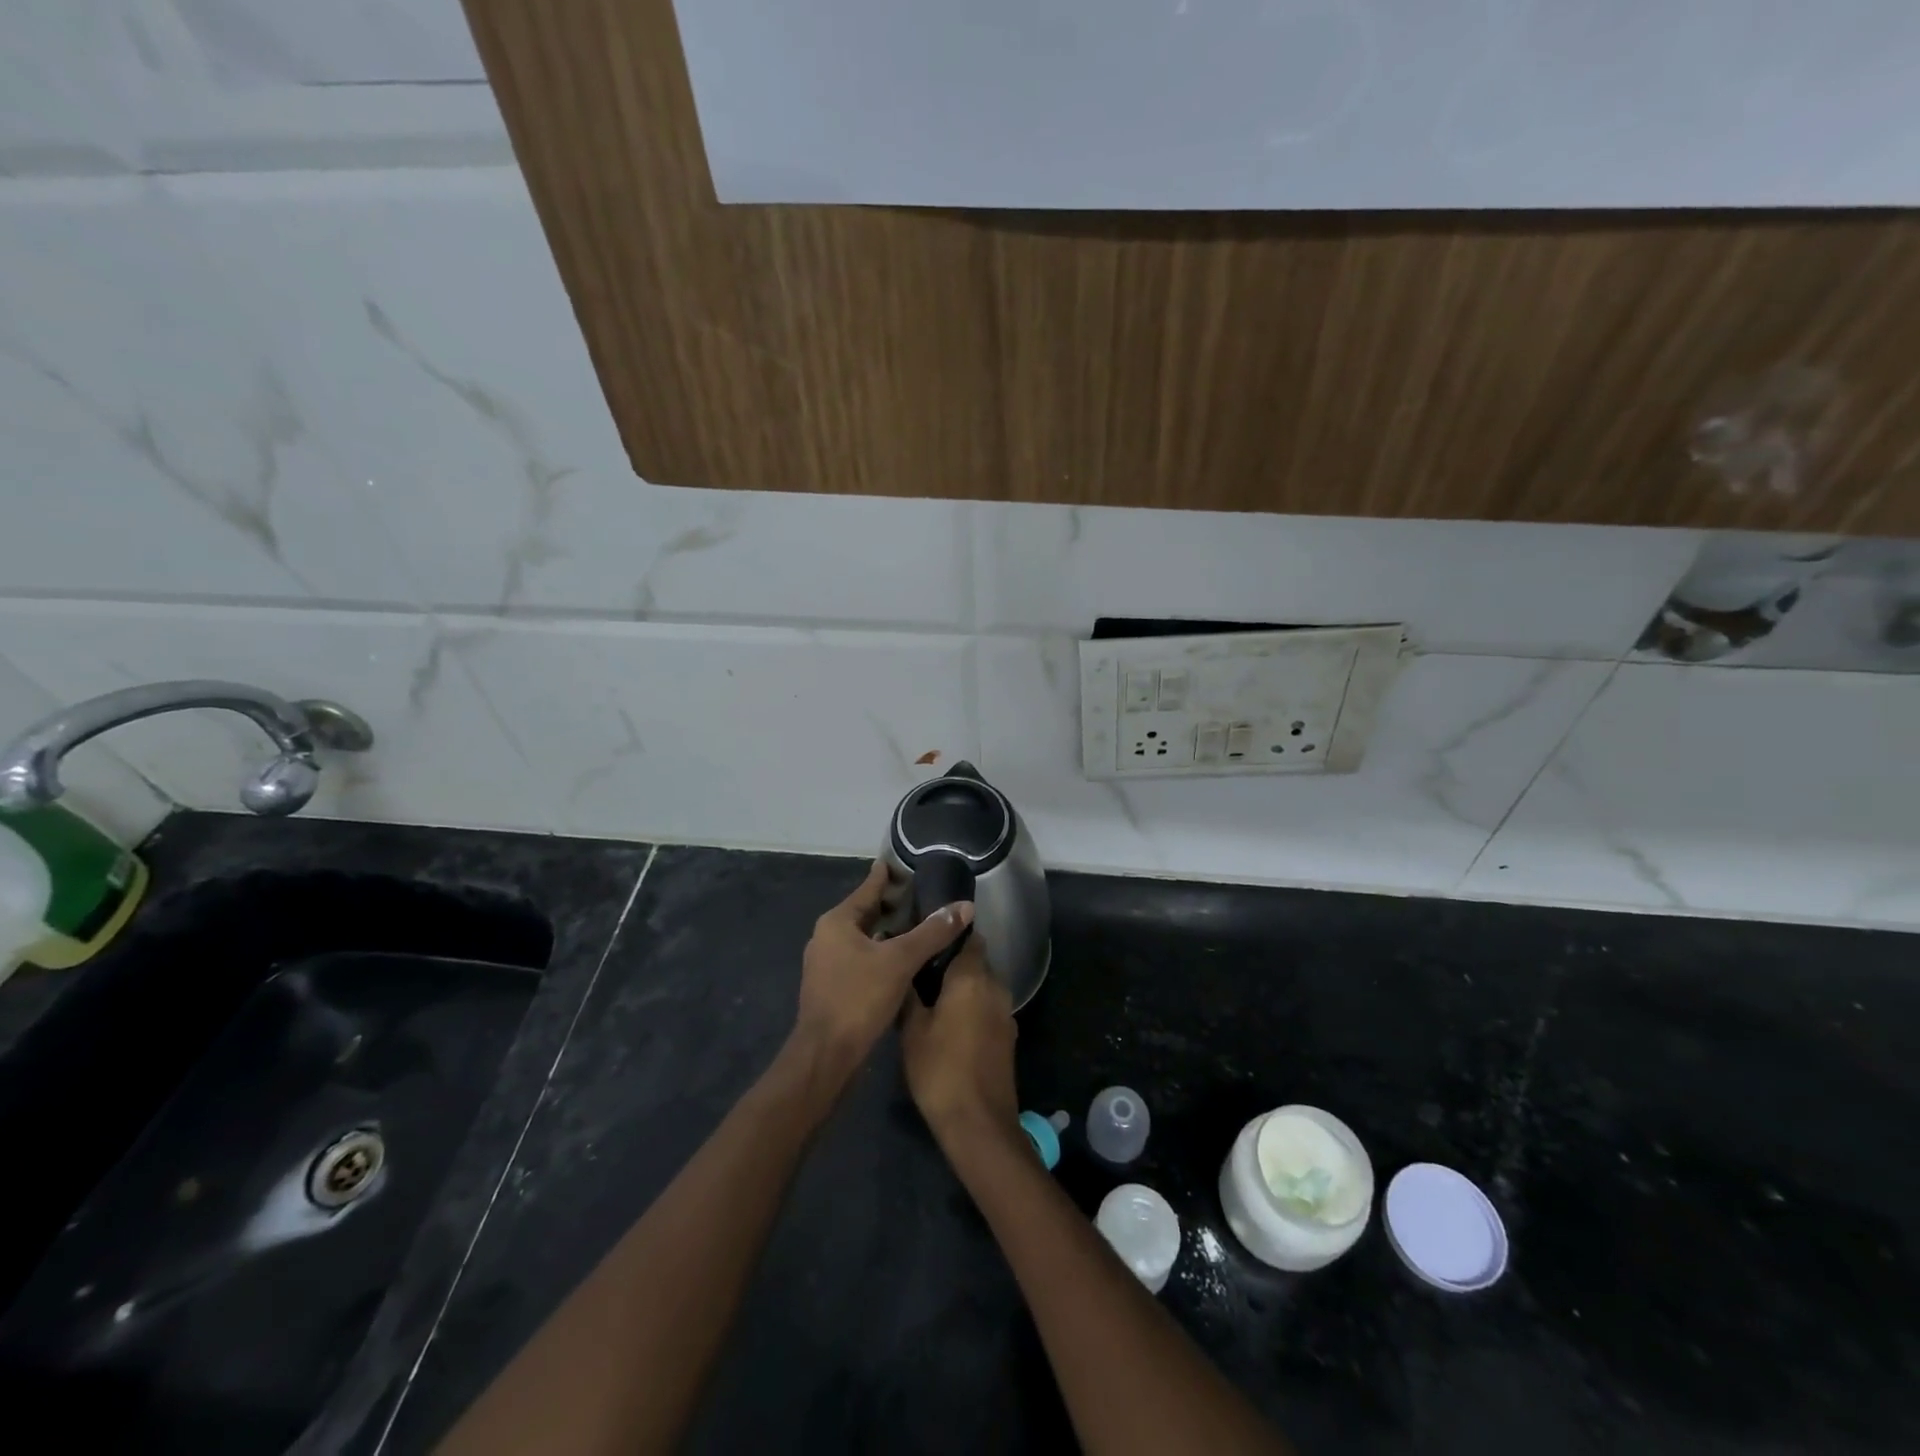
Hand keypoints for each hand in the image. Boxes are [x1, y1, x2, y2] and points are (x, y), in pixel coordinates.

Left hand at [794, 861, 973, 1073]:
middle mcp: (827, 937)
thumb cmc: (858, 999)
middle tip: (923, 895)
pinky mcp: (832, 988)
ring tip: (919, 925)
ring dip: (887, 931)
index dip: (887, 876)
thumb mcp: (900, 961)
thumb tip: (965, 906)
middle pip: (864, 912)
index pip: (867, 888)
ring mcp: (827, 964)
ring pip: (863, 937)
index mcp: (837, 922)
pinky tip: (903, 960)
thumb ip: (932, 932)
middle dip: (892, 904)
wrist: (825, 1056)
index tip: (904, 863)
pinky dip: (881, 953)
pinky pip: (861, 958)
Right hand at [900, 936, 1018, 1150]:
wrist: (979, 1123)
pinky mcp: (1007, 1036)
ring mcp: (1006, 1013)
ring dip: (962, 988)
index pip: (969, 937)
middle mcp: (996, 987)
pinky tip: (949, 1024)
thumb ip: (909, 993)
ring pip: (982, 987)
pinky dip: (971, 1008)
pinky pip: (987, 1008)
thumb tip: (903, 967)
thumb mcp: (912, 1029)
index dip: (949, 934)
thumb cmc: (940, 1069)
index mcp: (972, 977)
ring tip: (931, 998)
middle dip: (952, 963)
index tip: (926, 937)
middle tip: (921, 971)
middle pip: (976, 961)